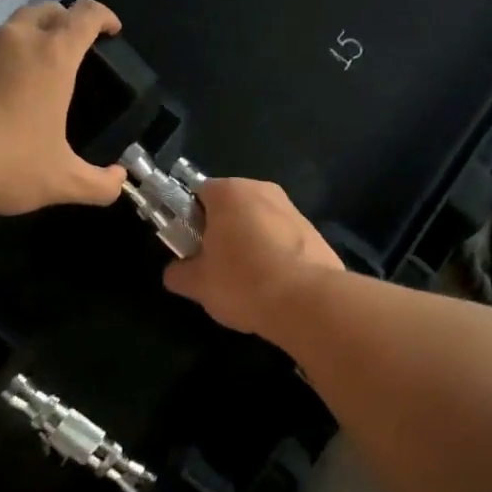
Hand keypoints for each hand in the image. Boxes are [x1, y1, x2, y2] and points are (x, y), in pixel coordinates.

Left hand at [0, 0, 127, 215]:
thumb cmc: (5, 164)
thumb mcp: (62, 182)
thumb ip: (99, 184)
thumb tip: (120, 182)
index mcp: (52, 57)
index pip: (85, 15)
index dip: (103, 16)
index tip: (111, 29)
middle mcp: (13, 40)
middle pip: (45, 10)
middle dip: (63, 20)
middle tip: (70, 47)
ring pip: (5, 29)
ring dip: (22, 42)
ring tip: (24, 76)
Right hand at [162, 179, 343, 336]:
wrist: (307, 300)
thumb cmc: (243, 281)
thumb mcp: (198, 284)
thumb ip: (180, 273)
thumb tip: (176, 272)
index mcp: (231, 192)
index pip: (200, 193)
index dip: (190, 219)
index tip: (190, 247)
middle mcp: (264, 190)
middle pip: (233, 206)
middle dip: (222, 231)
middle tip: (215, 266)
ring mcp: (294, 210)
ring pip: (261, 223)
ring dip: (251, 244)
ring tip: (247, 282)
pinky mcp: (316, 232)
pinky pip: (284, 239)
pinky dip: (276, 255)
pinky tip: (274, 285)